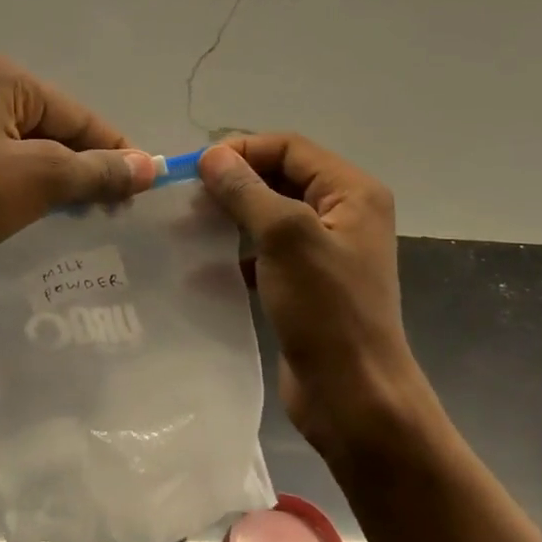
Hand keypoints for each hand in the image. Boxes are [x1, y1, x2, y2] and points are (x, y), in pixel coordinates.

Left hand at [0, 51, 155, 289]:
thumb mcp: (35, 180)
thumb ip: (95, 170)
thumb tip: (150, 165)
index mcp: (1, 77)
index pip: (79, 115)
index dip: (116, 152)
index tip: (144, 189)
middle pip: (52, 129)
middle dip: (82, 169)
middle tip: (110, 212)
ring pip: (22, 150)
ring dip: (52, 182)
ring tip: (74, 218)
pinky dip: (17, 188)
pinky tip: (27, 214)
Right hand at [199, 135, 431, 467]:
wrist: (353, 394)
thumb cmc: (327, 310)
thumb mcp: (286, 238)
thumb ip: (248, 192)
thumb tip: (212, 156)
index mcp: (353, 192)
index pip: (291, 147)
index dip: (243, 150)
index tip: (195, 170)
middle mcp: (344, 214)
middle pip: (282, 178)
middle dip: (236, 183)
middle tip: (188, 198)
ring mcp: (327, 252)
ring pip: (271, 217)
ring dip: (233, 218)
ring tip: (190, 227)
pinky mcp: (309, 285)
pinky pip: (269, 254)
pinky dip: (240, 254)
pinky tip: (208, 267)